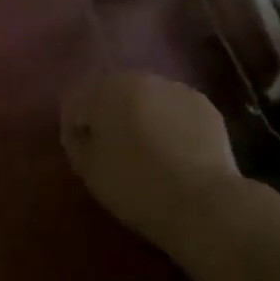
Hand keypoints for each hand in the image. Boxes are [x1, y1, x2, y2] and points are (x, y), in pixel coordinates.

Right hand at [61, 71, 240, 247]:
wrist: (203, 203)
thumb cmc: (136, 187)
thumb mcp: (90, 172)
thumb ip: (76, 143)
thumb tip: (81, 131)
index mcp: (105, 89)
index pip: (77, 101)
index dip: (75, 127)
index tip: (84, 153)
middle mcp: (140, 78)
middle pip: (114, 93)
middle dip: (110, 116)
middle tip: (115, 151)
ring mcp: (175, 88)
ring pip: (148, 99)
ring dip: (142, 117)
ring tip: (150, 153)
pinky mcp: (204, 104)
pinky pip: (176, 110)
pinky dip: (172, 124)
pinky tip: (177, 153)